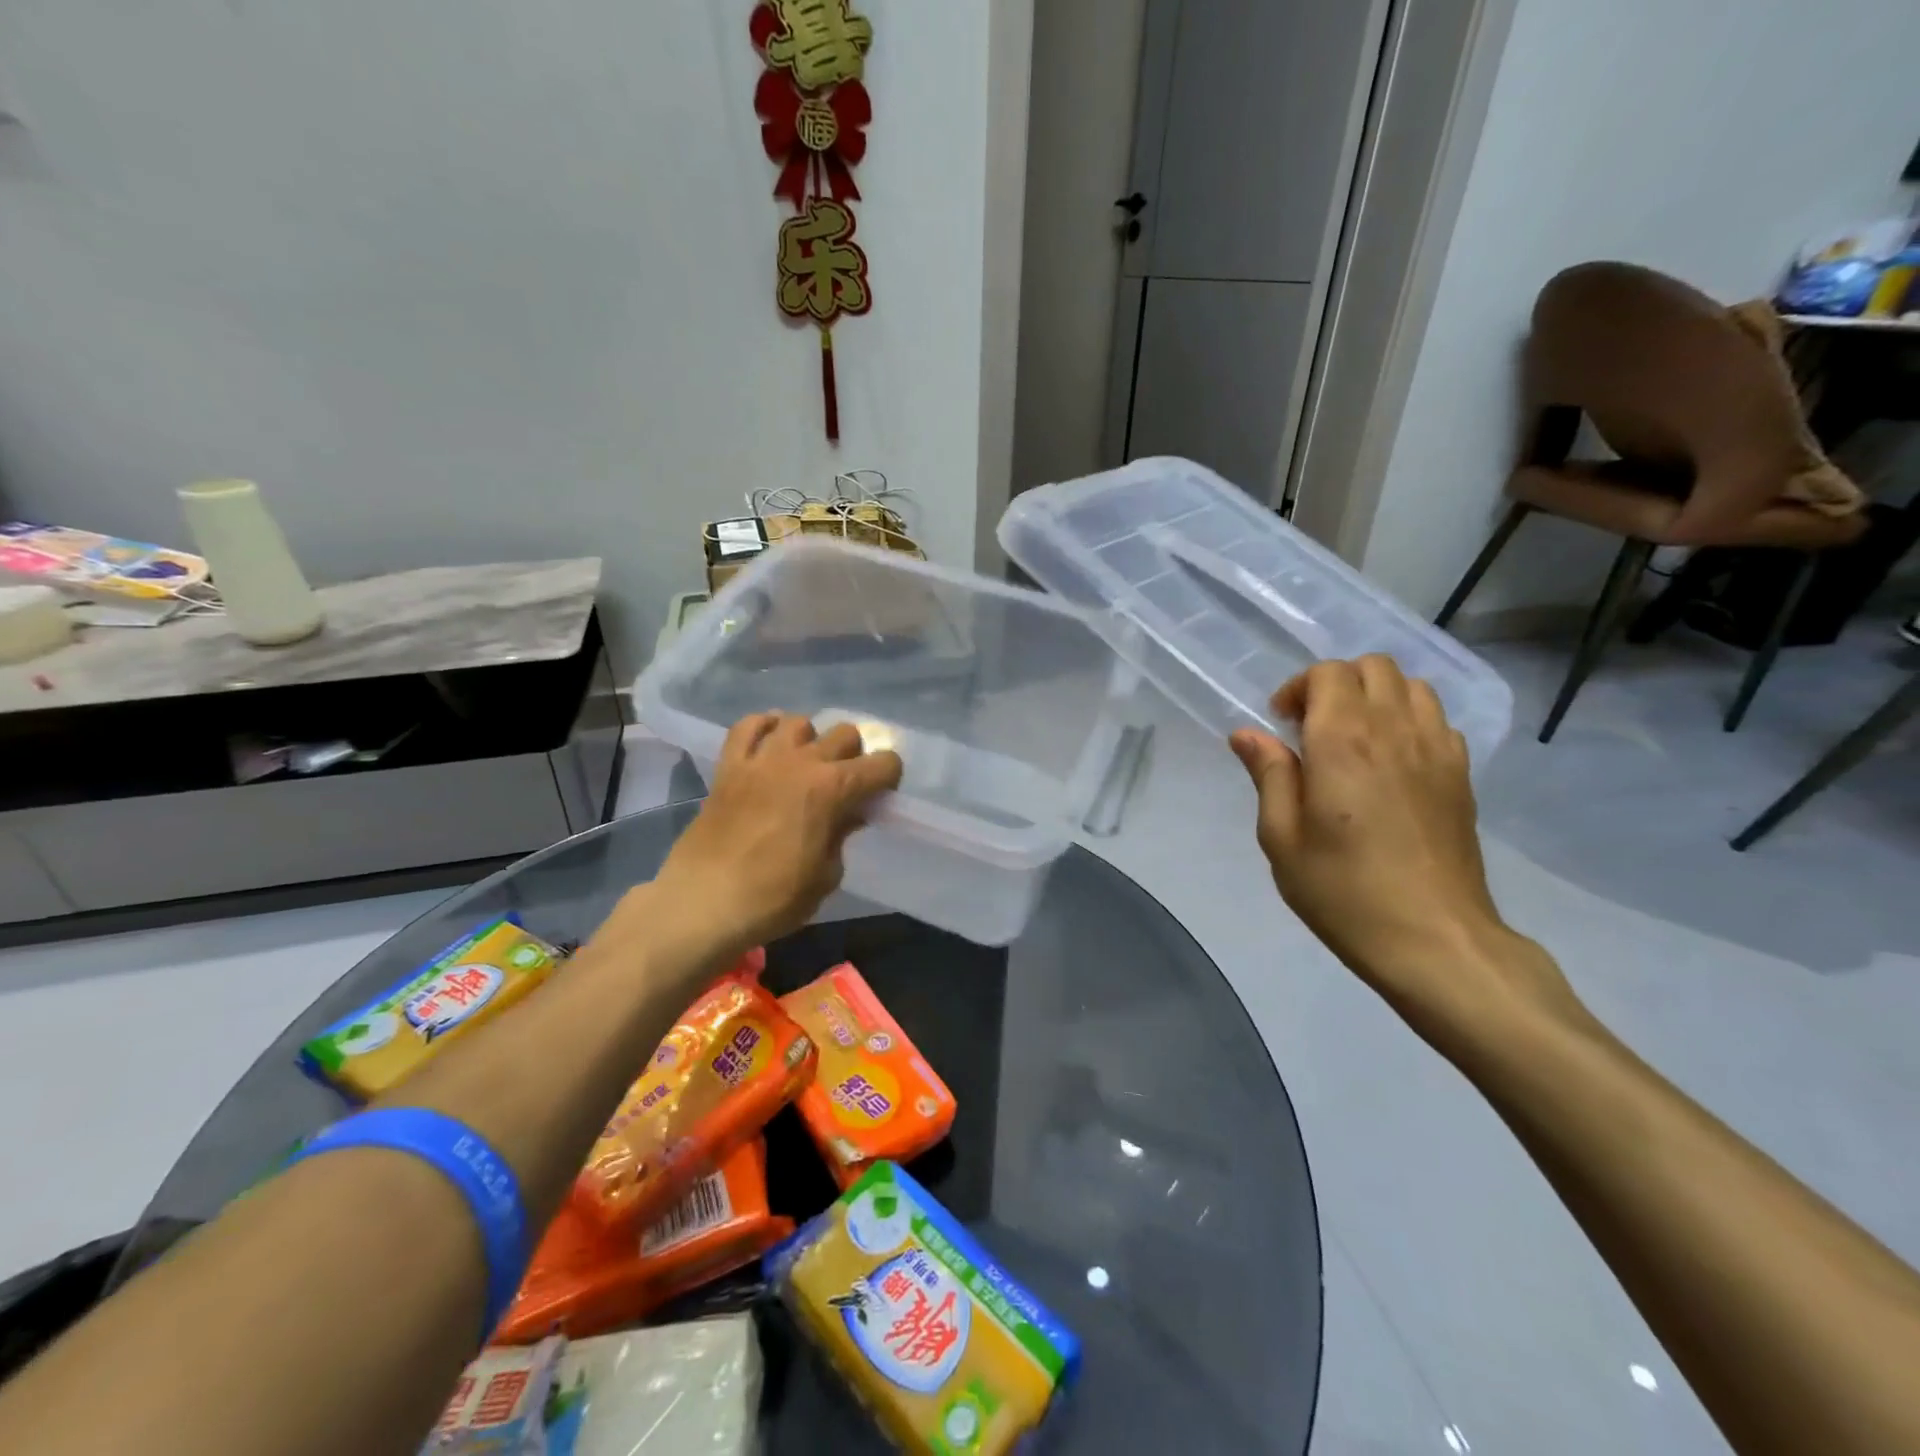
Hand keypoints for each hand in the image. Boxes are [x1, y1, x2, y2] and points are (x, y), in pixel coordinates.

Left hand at [651, 713, 901, 961]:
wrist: (702, 902)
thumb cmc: (773, 898)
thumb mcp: (825, 877)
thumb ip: (841, 837)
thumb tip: (846, 817)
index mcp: (833, 789)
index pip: (883, 763)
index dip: (889, 778)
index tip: (879, 796)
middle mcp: (802, 762)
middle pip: (845, 733)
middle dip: (854, 755)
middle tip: (844, 783)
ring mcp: (762, 759)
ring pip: (798, 721)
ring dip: (810, 739)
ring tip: (805, 763)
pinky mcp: (729, 766)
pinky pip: (747, 726)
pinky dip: (763, 727)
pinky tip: (769, 742)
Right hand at [1229, 656, 1579, 1042]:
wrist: (1434, 938)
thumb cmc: (1343, 890)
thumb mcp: (1281, 838)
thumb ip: (1268, 775)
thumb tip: (1248, 733)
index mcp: (1344, 741)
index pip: (1329, 673)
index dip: (1299, 687)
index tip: (1282, 724)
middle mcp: (1395, 730)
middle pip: (1374, 666)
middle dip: (1337, 683)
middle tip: (1313, 727)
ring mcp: (1437, 750)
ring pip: (1412, 686)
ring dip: (1376, 696)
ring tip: (1353, 738)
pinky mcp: (1462, 774)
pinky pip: (1437, 719)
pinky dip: (1410, 720)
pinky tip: (1391, 761)